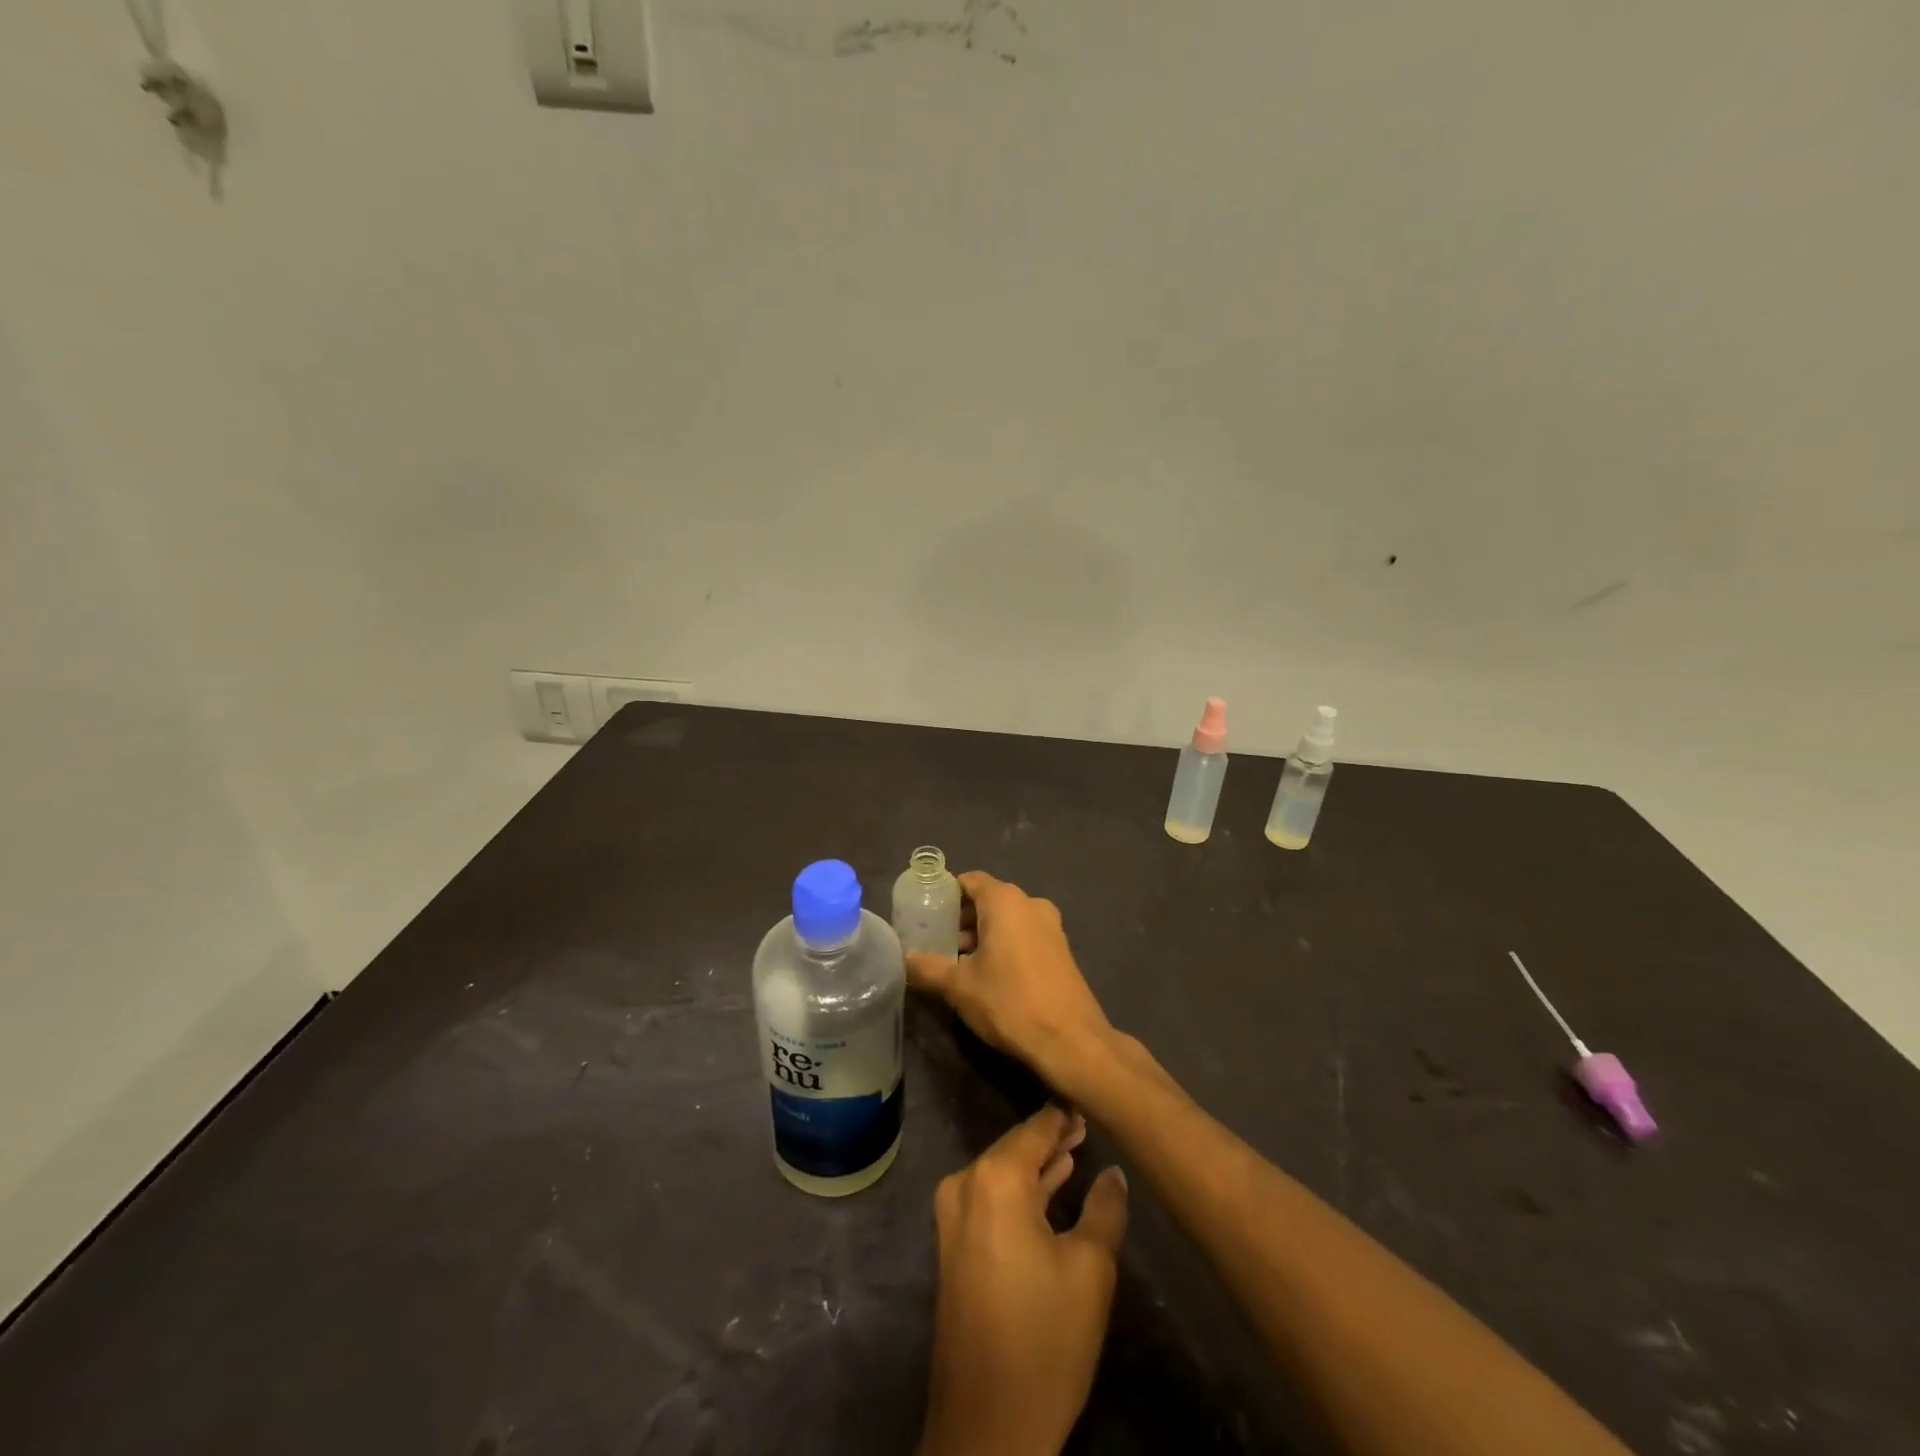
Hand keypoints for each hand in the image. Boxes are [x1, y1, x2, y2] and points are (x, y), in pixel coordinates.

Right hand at [905, 872, 1113, 1085]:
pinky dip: (1004, 944)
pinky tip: (989, 974)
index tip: (926, 911)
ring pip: (1008, 919)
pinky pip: (1024, 935)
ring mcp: (1051, 926)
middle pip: (989, 899)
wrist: (1071, 1040)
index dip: (946, 893)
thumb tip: (904, 958)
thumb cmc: (1010, 1002)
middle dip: (962, 917)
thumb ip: (928, 967)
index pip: (970, 880)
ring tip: (958, 961)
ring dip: (983, 934)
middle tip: (937, 940)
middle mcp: (1030, 904)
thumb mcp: (959, 987)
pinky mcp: (1061, 950)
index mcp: (1005, 901)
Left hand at [919, 1105, 1130, 1455]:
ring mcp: (953, 1213)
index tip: (1089, 1102)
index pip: (1036, 1127)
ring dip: (1038, 1164)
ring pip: (1003, 1172)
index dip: (1064, 1116)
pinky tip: (1051, 1186)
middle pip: (1016, 1146)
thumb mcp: (1090, 1269)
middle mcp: (966, 1183)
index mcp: (996, 1177)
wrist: (987, 1424)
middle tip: (1087, 1125)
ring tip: (1076, 1149)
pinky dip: (1021, 1189)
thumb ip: (1104, 1208)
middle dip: (1051, 1137)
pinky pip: (991, 1197)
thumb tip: (1113, 1173)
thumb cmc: (1045, 1338)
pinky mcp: (953, 1242)